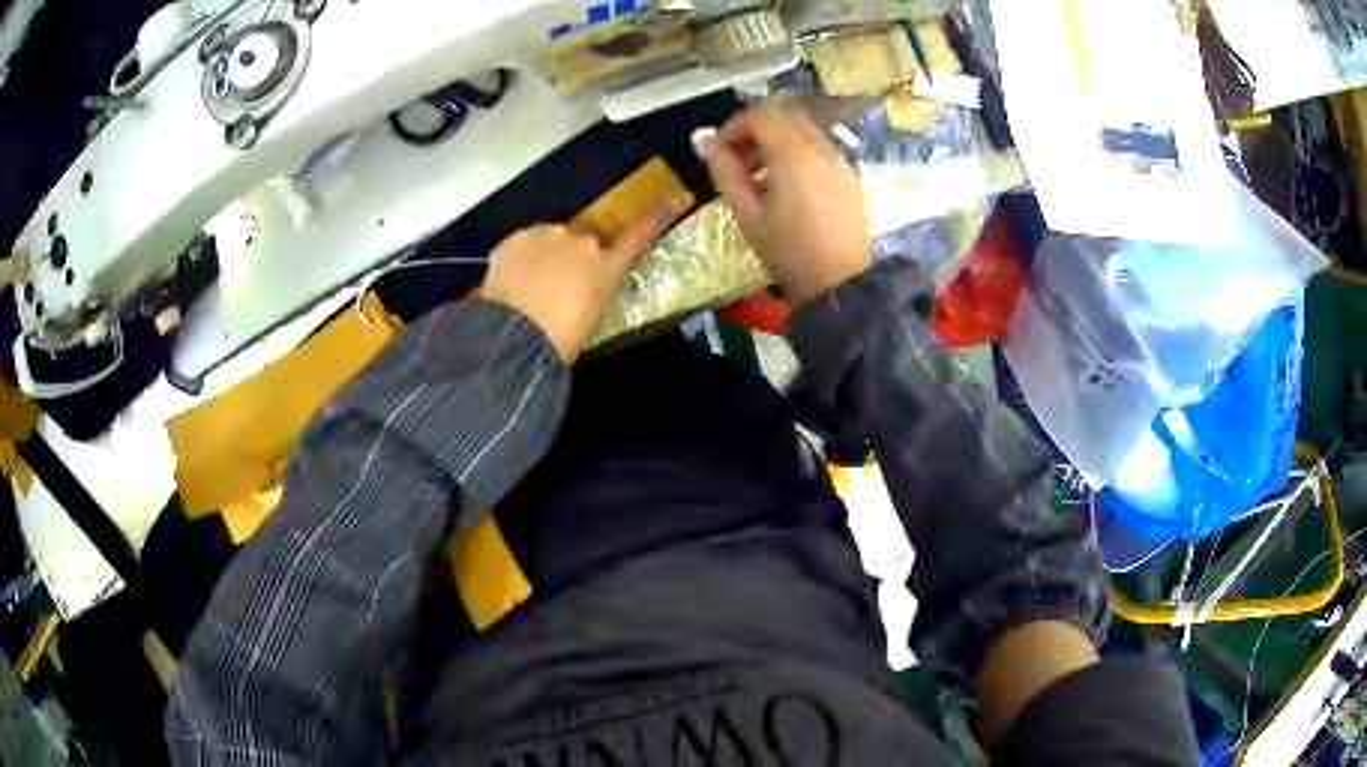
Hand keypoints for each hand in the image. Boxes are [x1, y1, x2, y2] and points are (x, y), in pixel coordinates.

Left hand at [480, 203, 680, 362]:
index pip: (637, 236)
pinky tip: (511, 283)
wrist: (513, 336)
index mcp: (606, 266)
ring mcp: (546, 234)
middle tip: (560, 283)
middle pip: (585, 239)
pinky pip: (522, 245)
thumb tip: (582, 292)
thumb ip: (592, 294)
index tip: (672, 199)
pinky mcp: (516, 238)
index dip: (656, 218)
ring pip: (550, 239)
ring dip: (546, 255)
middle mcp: (582, 240)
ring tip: (530, 286)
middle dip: (576, 254)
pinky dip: (519, 260)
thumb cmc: (560, 340)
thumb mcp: (590, 319)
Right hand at [698, 108, 871, 305]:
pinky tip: (786, 188)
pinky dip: (798, 156)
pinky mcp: (851, 178)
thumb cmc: (788, 251)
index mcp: (794, 152)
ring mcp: (840, 161)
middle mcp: (821, 147)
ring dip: (777, 143)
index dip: (733, 127)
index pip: (761, 116)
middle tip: (737, 161)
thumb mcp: (747, 213)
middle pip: (785, 118)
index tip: (717, 151)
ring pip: (804, 133)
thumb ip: (724, 170)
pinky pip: (819, 152)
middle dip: (756, 131)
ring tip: (759, 177)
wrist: (841, 285)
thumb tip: (701, 138)